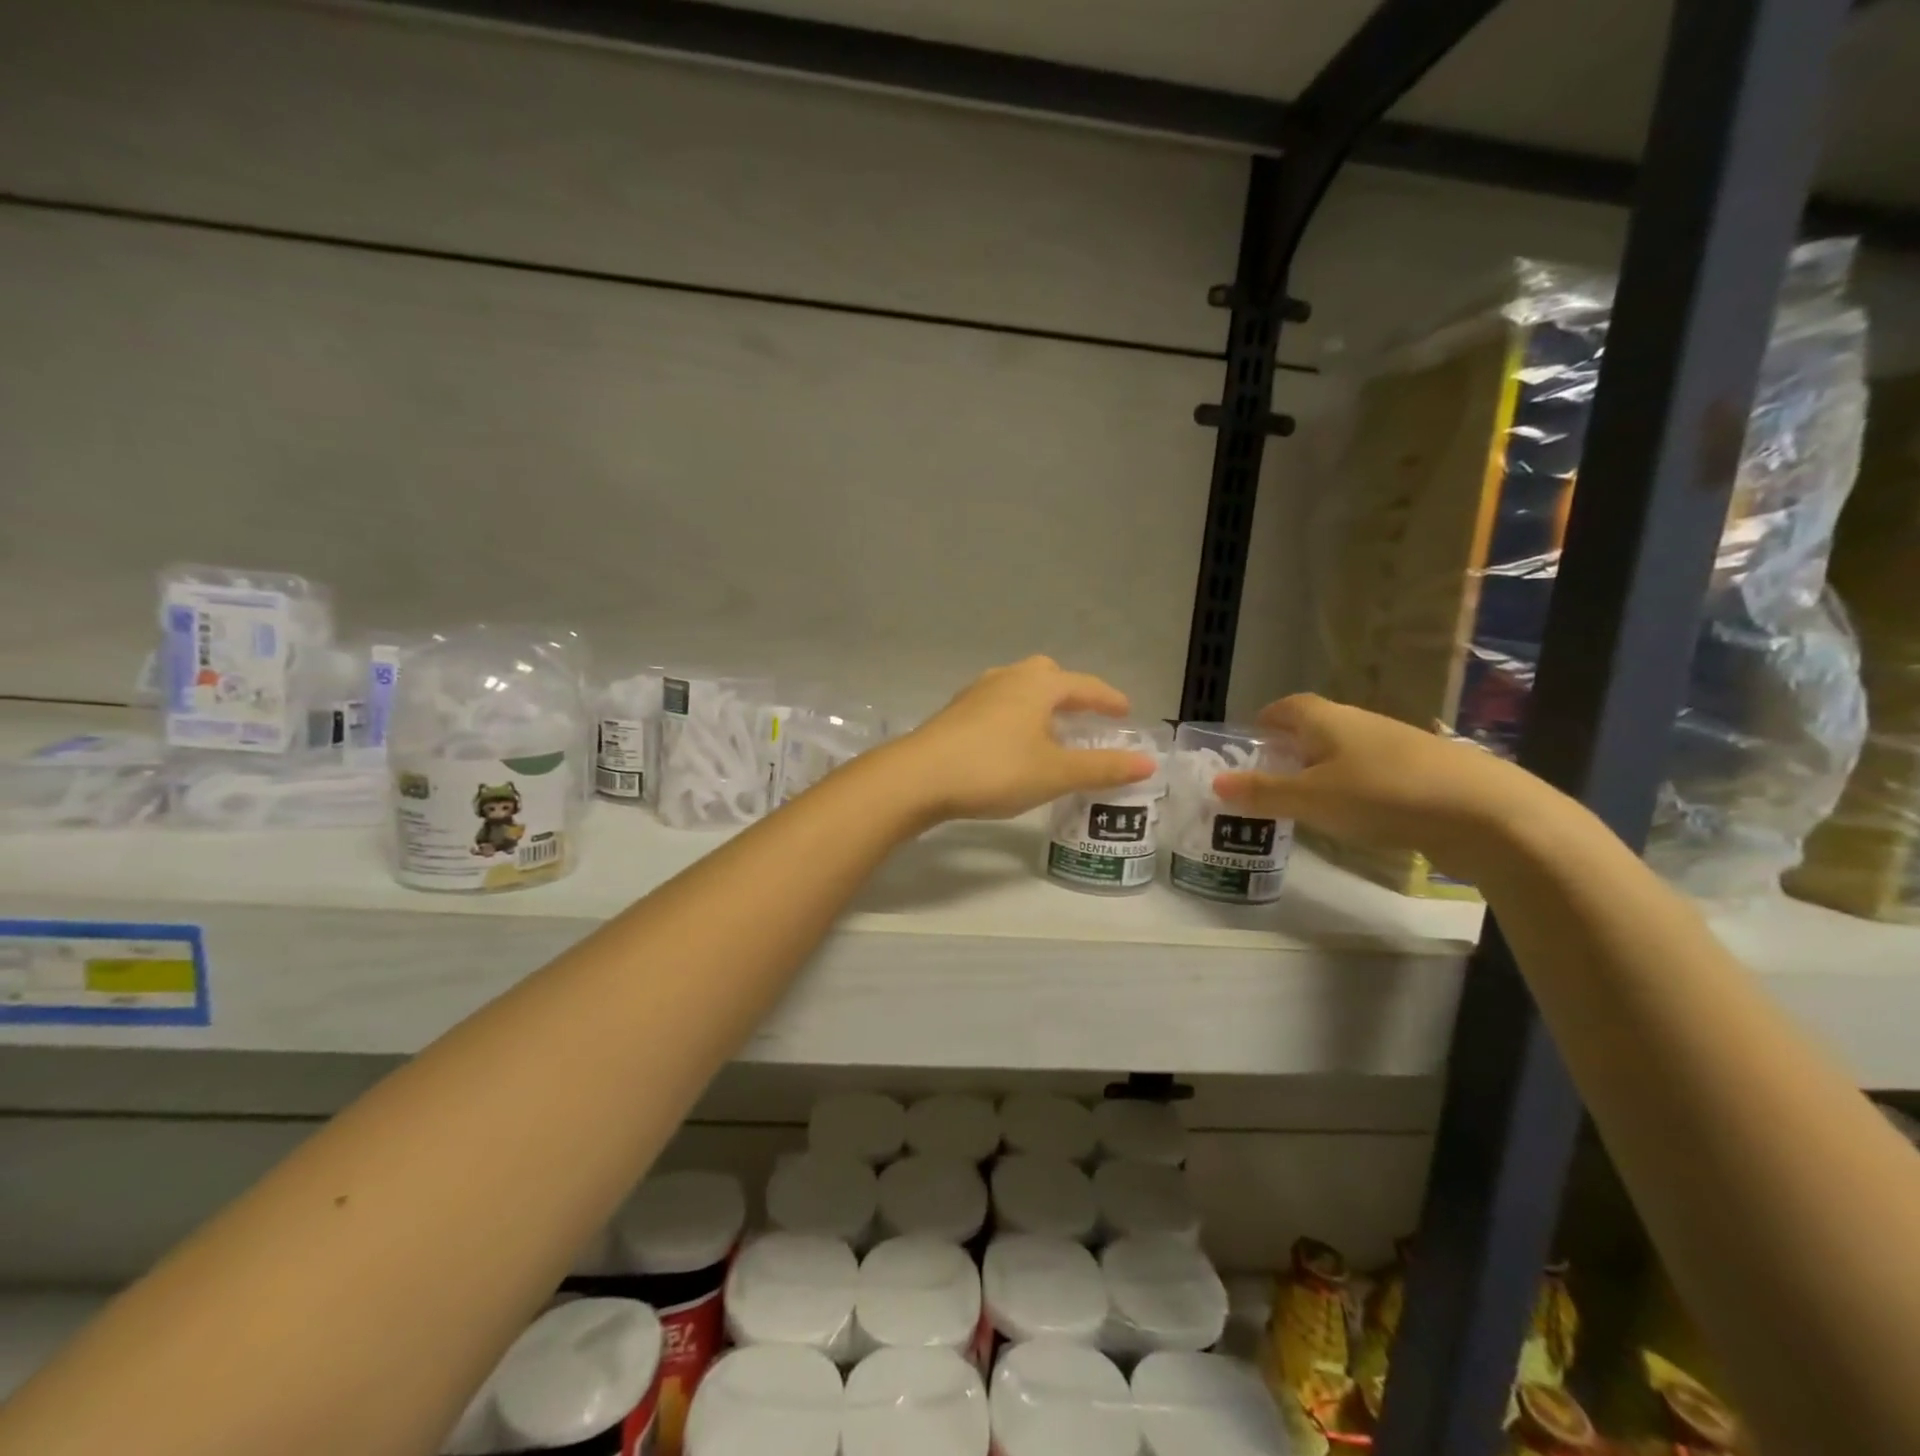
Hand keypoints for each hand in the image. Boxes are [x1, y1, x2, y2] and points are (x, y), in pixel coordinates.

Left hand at [887, 657, 1156, 821]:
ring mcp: (976, 693)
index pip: (1084, 685)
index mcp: (1038, 685)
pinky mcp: (954, 713)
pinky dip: (1014, 715)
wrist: (919, 776)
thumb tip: (1148, 763)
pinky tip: (1009, 742)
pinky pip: (996, 704)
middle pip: (1046, 674)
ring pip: (1017, 687)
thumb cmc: (996, 769)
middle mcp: (1008, 679)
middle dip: (1069, 692)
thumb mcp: (1055, 773)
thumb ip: (1102, 768)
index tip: (1125, 711)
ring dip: (1038, 703)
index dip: (1108, 698)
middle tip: (1083, 715)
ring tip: (1048, 730)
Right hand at [1213, 694, 1549, 877]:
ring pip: (1345, 750)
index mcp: (1328, 720)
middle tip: (1268, 778)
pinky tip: (1355, 815)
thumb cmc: (1383, 795)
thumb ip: (1263, 793)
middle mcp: (1361, 723)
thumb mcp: (1311, 799)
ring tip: (1305, 802)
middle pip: (1316, 727)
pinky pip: (1372, 772)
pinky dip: (1353, 786)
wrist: (1485, 813)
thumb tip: (1215, 783)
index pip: (1287, 706)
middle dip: (1290, 748)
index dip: (1265, 720)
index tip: (1248, 742)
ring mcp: (1396, 746)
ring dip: (1321, 769)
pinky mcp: (1423, 772)